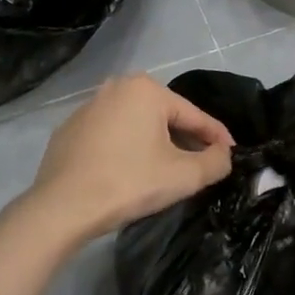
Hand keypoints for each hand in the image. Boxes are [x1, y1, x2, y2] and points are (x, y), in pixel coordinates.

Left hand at [22, 75, 234, 243]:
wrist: (62, 206)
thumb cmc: (129, 183)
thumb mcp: (183, 176)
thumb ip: (215, 162)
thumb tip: (224, 155)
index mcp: (146, 90)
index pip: (193, 115)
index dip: (217, 136)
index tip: (232, 153)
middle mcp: (116, 87)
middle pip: (164, 116)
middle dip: (185, 138)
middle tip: (201, 162)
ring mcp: (88, 106)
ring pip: (136, 123)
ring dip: (154, 142)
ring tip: (167, 168)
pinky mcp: (70, 128)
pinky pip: (110, 134)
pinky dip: (125, 147)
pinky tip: (128, 170)